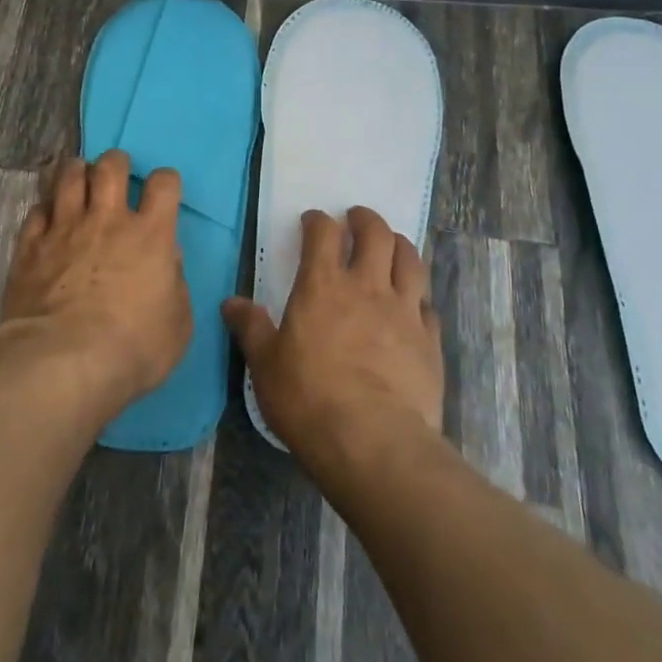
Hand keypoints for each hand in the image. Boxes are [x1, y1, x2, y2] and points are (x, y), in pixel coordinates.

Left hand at [0, 150, 192, 413]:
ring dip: (76, 171)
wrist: (62, 363)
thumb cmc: (132, 348)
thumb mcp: (177, 325)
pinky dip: (44, 208)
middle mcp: (107, 220)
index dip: (166, 182)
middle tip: (115, 174)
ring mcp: (64, 229)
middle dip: (115, 163)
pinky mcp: (29, 246)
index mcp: (150, 235)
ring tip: (78, 178)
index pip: (164, 184)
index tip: (163, 192)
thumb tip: (168, 259)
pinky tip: (47, 217)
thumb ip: (175, 284)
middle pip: (110, 167)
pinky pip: (36, 211)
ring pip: (67, 177)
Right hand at [224, 207, 443, 465]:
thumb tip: (231, 303)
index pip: (323, 233)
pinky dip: (418, 296)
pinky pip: (427, 305)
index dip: (317, 221)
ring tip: (392, 244)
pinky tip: (414, 305)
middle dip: (365, 220)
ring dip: (399, 245)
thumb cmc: (308, 398)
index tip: (312, 220)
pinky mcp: (429, 340)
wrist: (373, 441)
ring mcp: (404, 311)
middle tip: (357, 219)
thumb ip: (251, 329)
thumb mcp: (265, 365)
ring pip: (410, 259)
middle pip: (375, 234)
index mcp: (322, 285)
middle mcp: (367, 287)